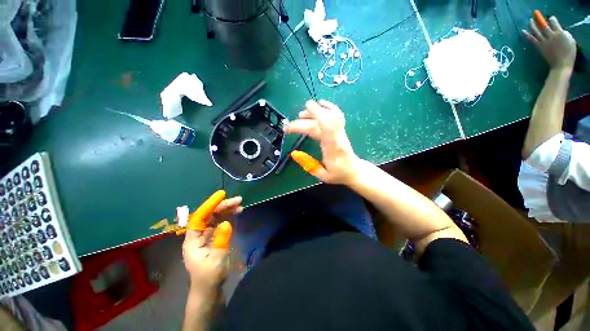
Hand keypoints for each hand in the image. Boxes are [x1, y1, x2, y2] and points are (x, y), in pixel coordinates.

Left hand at [182, 197, 241, 289]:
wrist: (210, 290)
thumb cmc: (210, 277)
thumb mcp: (216, 259)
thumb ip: (221, 240)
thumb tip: (226, 223)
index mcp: (193, 240)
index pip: (199, 217)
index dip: (210, 205)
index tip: (221, 195)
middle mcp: (199, 235)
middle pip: (210, 215)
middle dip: (223, 206)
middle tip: (238, 200)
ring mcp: (207, 235)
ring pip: (216, 218)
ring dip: (227, 210)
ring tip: (240, 204)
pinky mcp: (215, 237)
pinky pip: (222, 223)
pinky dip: (230, 216)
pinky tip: (237, 212)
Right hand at [285, 100, 359, 184]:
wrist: (354, 171)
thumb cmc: (338, 174)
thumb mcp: (322, 175)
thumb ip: (309, 165)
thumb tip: (294, 153)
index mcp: (333, 149)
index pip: (320, 130)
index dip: (305, 124)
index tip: (290, 127)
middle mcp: (337, 137)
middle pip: (322, 121)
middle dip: (303, 120)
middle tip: (288, 126)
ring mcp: (340, 132)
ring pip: (330, 115)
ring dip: (315, 111)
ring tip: (301, 114)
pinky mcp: (341, 130)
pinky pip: (337, 115)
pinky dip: (329, 107)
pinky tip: (321, 103)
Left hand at [523, 15, 575, 71]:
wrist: (561, 65)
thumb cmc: (569, 53)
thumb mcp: (570, 41)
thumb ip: (564, 34)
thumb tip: (559, 30)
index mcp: (559, 33)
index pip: (554, 23)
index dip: (552, 20)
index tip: (551, 18)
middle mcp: (550, 36)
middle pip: (544, 26)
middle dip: (540, 20)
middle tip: (536, 16)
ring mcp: (544, 42)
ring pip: (537, 31)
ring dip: (532, 25)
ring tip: (530, 20)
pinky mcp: (539, 47)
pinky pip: (532, 39)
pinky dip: (527, 35)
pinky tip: (523, 31)